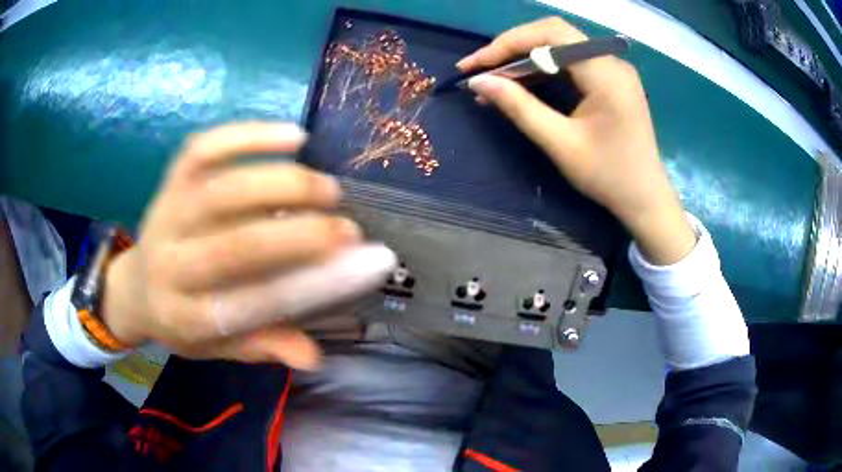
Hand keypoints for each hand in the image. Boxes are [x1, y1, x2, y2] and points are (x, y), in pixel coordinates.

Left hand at [101, 122, 395, 368]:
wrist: (134, 287)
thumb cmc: (181, 320)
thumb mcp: (216, 348)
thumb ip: (261, 346)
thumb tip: (313, 357)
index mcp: (185, 316)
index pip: (252, 304)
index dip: (312, 284)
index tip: (366, 264)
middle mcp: (170, 264)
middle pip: (234, 246)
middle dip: (300, 236)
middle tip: (349, 229)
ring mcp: (166, 214)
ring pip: (222, 191)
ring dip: (282, 184)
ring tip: (327, 188)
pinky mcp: (170, 180)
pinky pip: (205, 148)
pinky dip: (249, 136)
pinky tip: (293, 135)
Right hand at [459, 17, 695, 263]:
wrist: (645, 198)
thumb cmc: (608, 177)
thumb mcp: (561, 144)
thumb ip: (519, 107)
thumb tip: (479, 81)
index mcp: (606, 74)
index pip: (551, 34)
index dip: (508, 42)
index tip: (474, 65)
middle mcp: (611, 61)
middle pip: (554, 34)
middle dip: (513, 47)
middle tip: (481, 69)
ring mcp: (612, 68)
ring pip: (559, 45)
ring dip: (524, 57)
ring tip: (494, 78)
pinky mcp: (610, 79)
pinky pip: (570, 61)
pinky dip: (542, 68)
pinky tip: (521, 83)